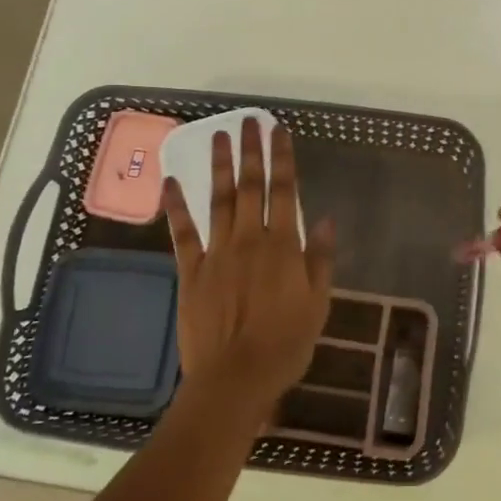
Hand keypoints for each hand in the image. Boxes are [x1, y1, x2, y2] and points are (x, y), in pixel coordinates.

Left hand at [164, 117, 335, 416]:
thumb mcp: (318, 304)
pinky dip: (177, 207)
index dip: (283, 159)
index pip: (285, 192)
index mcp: (283, 247)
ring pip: (218, 201)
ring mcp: (217, 253)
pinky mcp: (191, 271)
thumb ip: (321, 260)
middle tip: (247, 121)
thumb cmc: (285, 344)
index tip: (279, 131)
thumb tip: (328, 221)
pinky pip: (183, 233)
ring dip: (219, 166)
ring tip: (218, 136)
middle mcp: (249, 240)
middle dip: (250, 152)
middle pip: (250, 187)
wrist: (236, 379)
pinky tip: (172, 182)